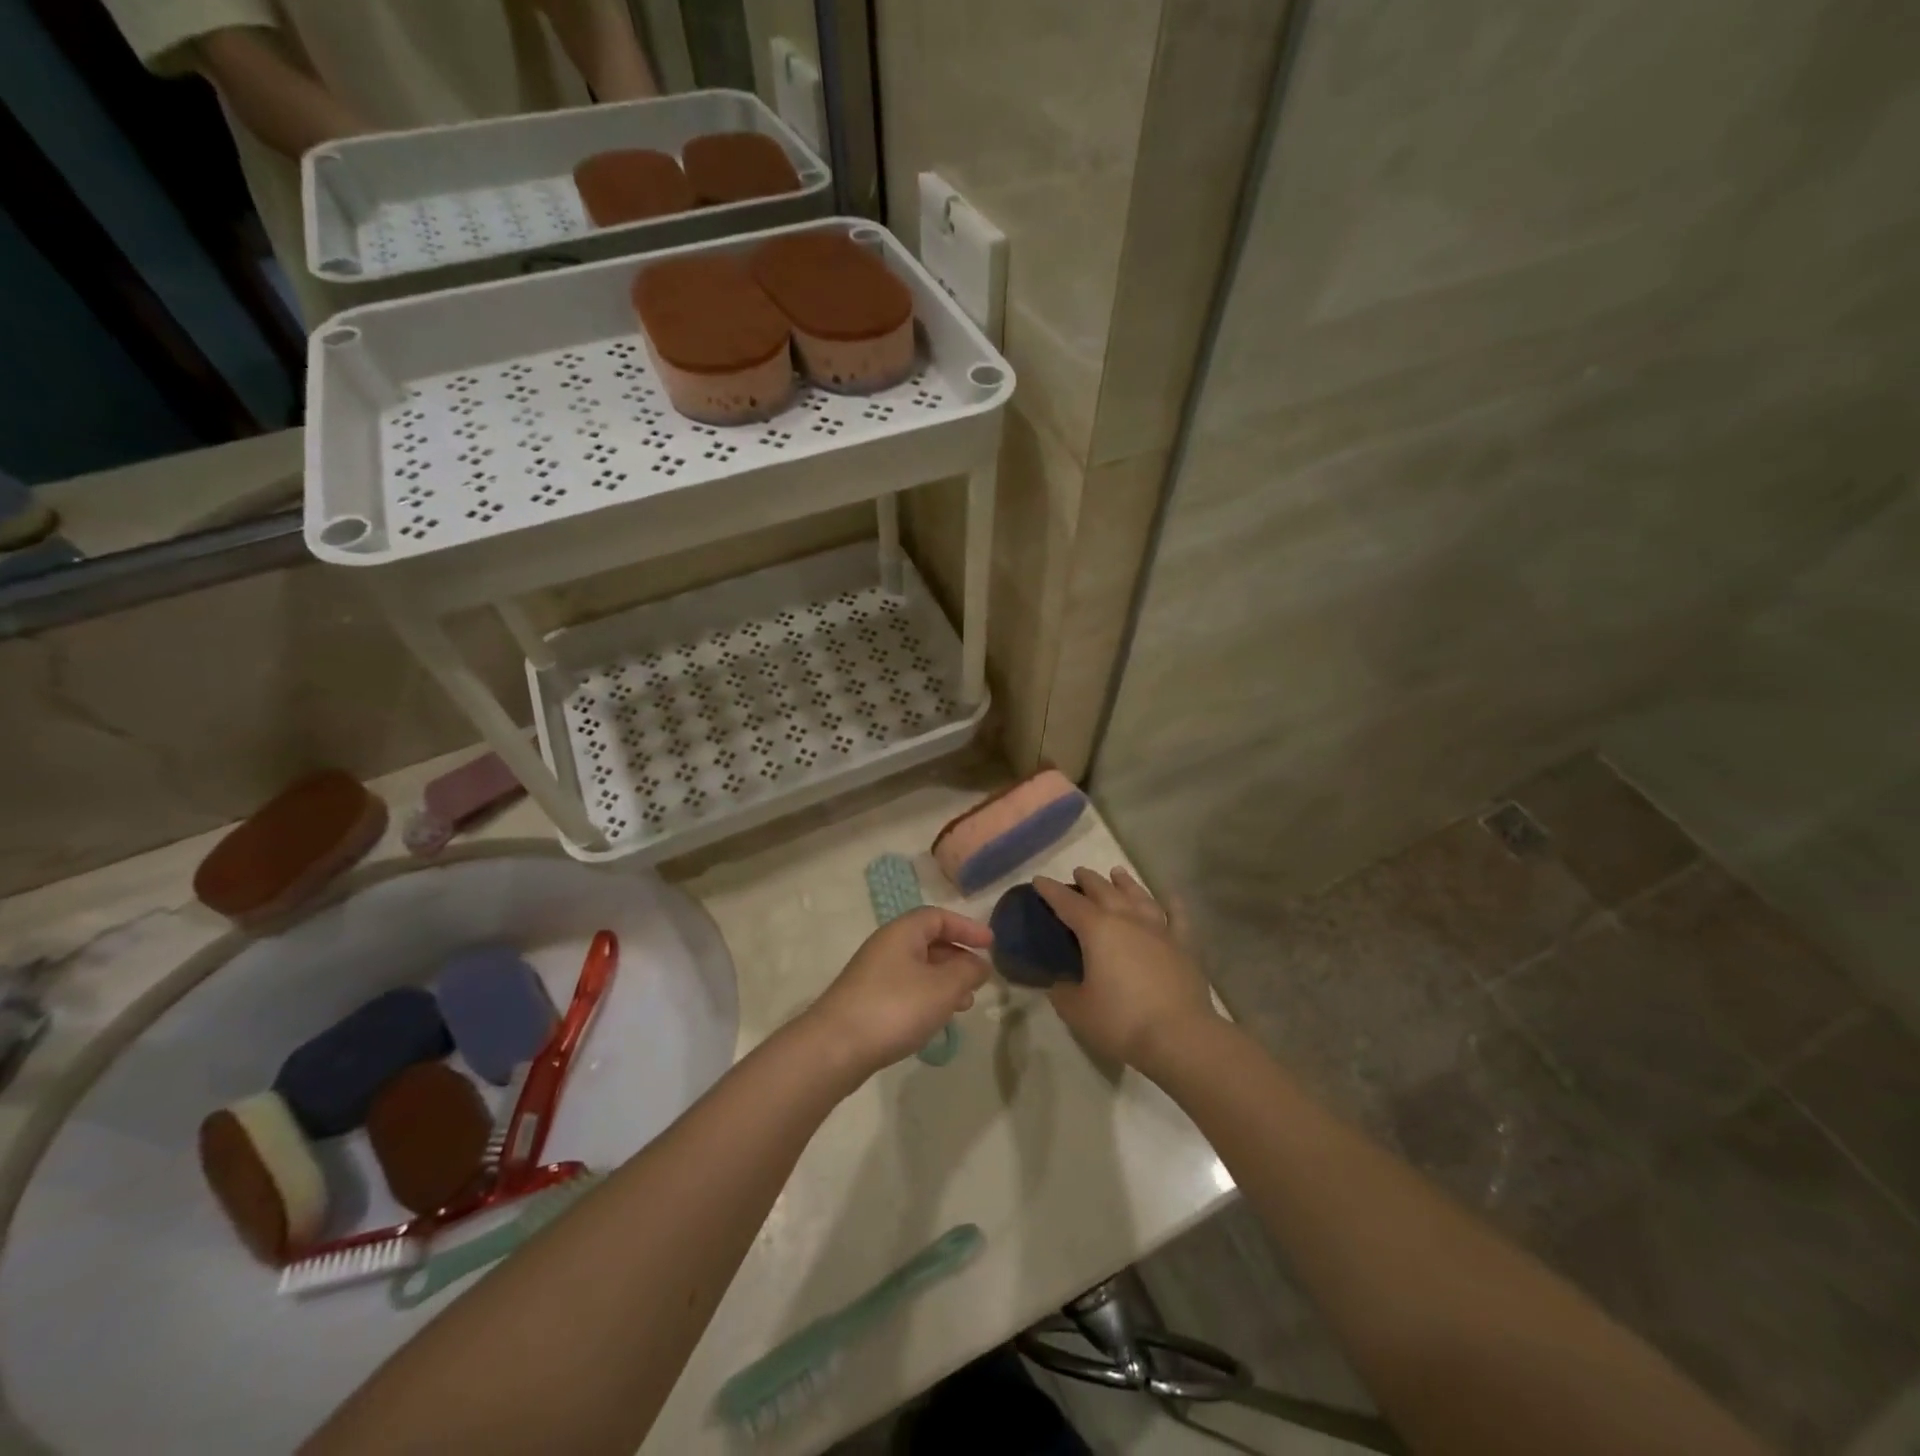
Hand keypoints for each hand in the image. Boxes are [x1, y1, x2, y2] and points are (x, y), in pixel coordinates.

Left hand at [805, 908, 991, 1076]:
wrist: (835, 1047)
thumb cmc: (895, 1007)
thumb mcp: (943, 987)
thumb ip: (967, 971)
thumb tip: (979, 963)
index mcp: (902, 932)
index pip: (939, 916)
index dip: (966, 927)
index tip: (990, 944)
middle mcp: (886, 946)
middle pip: (928, 941)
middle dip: (958, 957)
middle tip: (979, 978)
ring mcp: (873, 974)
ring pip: (918, 968)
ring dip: (945, 981)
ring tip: (964, 1005)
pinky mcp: (867, 1000)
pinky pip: (906, 988)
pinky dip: (927, 997)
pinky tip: (936, 1020)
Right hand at [1034, 868, 1217, 1072]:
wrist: (1180, 1037)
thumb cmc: (1121, 1021)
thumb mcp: (1077, 1011)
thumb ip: (1064, 993)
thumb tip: (1060, 984)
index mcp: (1097, 930)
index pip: (1067, 903)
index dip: (1051, 891)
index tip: (1039, 880)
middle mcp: (1127, 920)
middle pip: (1104, 891)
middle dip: (1088, 880)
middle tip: (1078, 873)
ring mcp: (1159, 930)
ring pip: (1139, 897)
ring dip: (1126, 883)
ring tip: (1117, 873)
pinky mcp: (1184, 946)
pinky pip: (1178, 917)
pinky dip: (1173, 904)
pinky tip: (1171, 897)